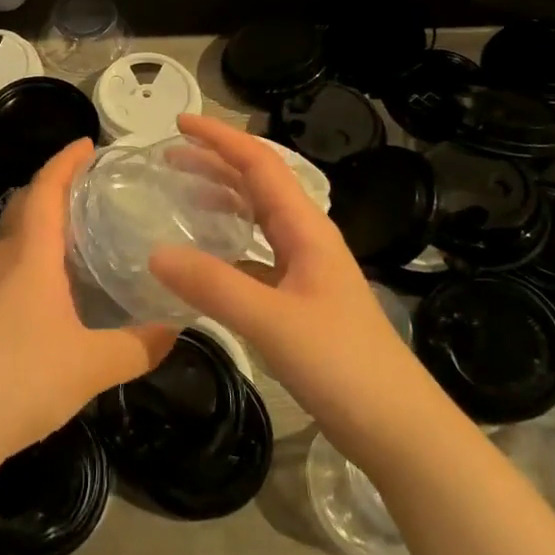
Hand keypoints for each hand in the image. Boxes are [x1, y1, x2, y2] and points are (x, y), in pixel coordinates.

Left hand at [0, 139, 178, 481]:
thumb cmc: (24, 380)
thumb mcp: (94, 365)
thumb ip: (140, 345)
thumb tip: (178, 326)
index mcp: (32, 257)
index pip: (45, 191)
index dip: (65, 162)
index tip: (89, 143)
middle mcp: (9, 261)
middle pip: (24, 203)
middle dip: (53, 181)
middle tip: (90, 179)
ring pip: (15, 231)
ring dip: (40, 212)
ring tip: (78, 216)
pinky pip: (13, 257)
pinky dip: (35, 244)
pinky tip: (58, 272)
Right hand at [150, 115, 421, 446]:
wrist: (399, 430)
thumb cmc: (343, 366)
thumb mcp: (273, 322)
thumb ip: (213, 285)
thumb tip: (155, 251)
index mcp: (306, 229)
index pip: (260, 164)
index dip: (220, 139)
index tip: (177, 123)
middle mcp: (306, 239)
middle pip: (258, 184)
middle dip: (214, 163)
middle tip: (167, 158)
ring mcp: (305, 270)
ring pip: (257, 218)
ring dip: (220, 199)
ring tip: (178, 194)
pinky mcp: (300, 300)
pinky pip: (255, 255)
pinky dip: (226, 244)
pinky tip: (202, 260)